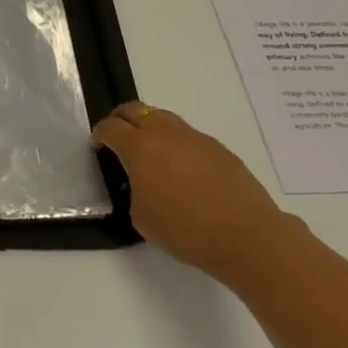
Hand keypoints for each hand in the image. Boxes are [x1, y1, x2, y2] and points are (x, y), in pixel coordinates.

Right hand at [92, 102, 295, 275]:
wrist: (247, 236)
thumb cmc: (185, 230)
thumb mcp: (141, 216)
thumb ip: (134, 190)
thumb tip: (142, 181)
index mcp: (140, 148)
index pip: (111, 127)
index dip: (100, 135)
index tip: (99, 148)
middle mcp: (166, 134)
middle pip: (136, 110)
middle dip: (121, 120)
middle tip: (119, 140)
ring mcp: (196, 138)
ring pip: (164, 119)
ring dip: (150, 129)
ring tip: (152, 156)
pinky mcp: (219, 149)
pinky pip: (188, 136)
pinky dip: (176, 144)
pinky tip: (183, 172)